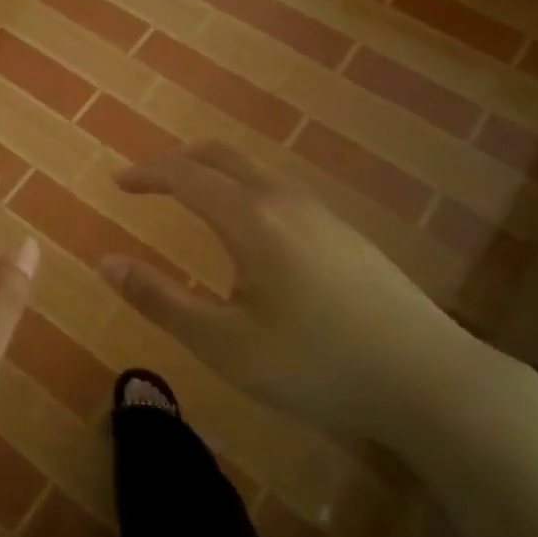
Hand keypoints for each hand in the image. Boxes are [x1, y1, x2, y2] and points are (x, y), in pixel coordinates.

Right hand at [100, 142, 497, 450]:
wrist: (431, 379)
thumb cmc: (318, 365)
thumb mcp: (226, 344)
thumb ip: (161, 300)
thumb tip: (106, 263)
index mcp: (252, 220)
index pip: (186, 176)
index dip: (147, 174)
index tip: (117, 182)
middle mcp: (285, 201)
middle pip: (223, 157)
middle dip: (179, 161)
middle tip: (147, 181)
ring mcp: (322, 214)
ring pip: (255, 171)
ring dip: (214, 174)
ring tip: (190, 200)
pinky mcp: (345, 233)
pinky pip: (279, 191)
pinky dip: (243, 190)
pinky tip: (249, 233)